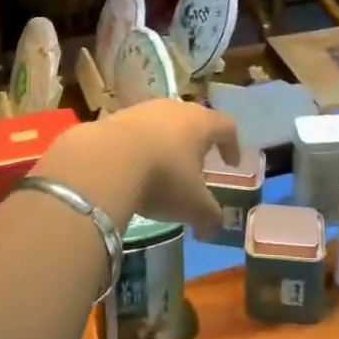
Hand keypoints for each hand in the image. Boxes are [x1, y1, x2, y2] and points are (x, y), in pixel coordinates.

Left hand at [37, 99, 238, 238]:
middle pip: (194, 121)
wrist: (106, 159)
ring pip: (164, 123)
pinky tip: (134, 167)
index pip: (226, 126)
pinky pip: (137, 130)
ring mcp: (144, 109)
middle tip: (198, 166)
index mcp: (201, 123)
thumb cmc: (163, 177)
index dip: (232, 145)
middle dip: (198, 144)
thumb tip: (211, 230)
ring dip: (167, 144)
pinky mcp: (117, 116)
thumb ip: (209, 217)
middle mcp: (175, 108)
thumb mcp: (193, 205)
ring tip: (164, 168)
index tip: (231, 163)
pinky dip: (141, 147)